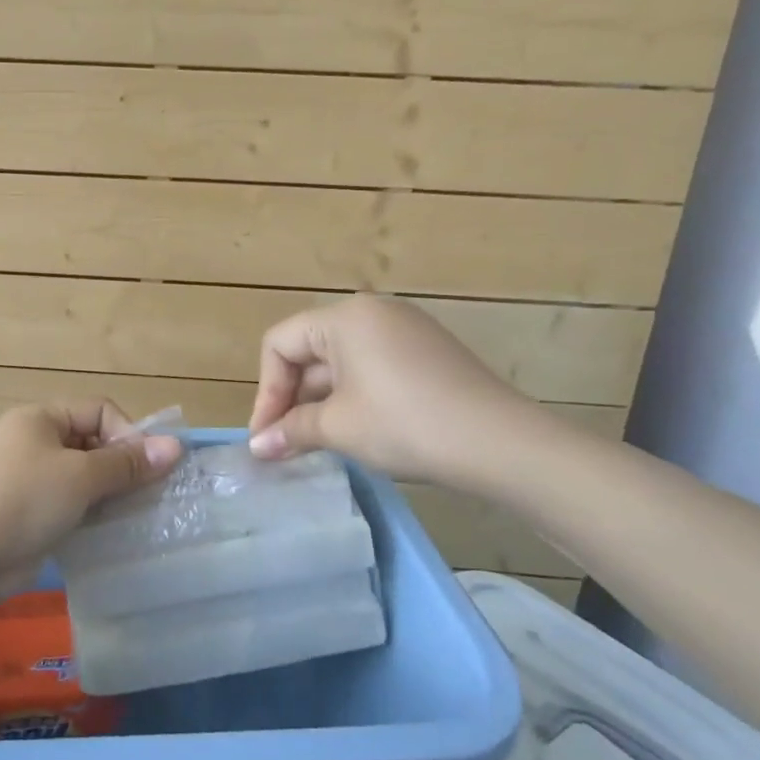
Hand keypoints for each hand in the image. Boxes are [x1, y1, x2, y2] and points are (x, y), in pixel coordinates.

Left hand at [0, 401, 182, 595]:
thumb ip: (127, 463)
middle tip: (150, 497)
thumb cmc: (22, 498)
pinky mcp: (29, 519)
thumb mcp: (80, 475)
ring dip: (110, 497)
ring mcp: (31, 484)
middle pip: (93, 446)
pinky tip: (112, 537)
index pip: (99, 412)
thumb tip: (175, 447)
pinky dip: (92, 520)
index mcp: (42, 419)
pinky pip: (71, 511)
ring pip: (84, 482)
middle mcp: (36, 445)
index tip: (147, 469)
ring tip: (137, 518)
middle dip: (122, 468)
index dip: (128, 435)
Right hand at [247, 294, 543, 485]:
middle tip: (284, 443)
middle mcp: (373, 312)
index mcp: (345, 317)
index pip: (280, 344)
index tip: (266, 435)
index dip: (266, 391)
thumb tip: (256, 447)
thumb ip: (290, 430)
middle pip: (310, 350)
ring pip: (341, 362)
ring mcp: (406, 330)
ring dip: (320, 401)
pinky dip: (353, 396)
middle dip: (292, 398)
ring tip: (314, 442)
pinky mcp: (428, 353)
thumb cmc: (406, 425)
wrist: (503, 445)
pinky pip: (372, 367)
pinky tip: (355, 430)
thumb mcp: (339, 427)